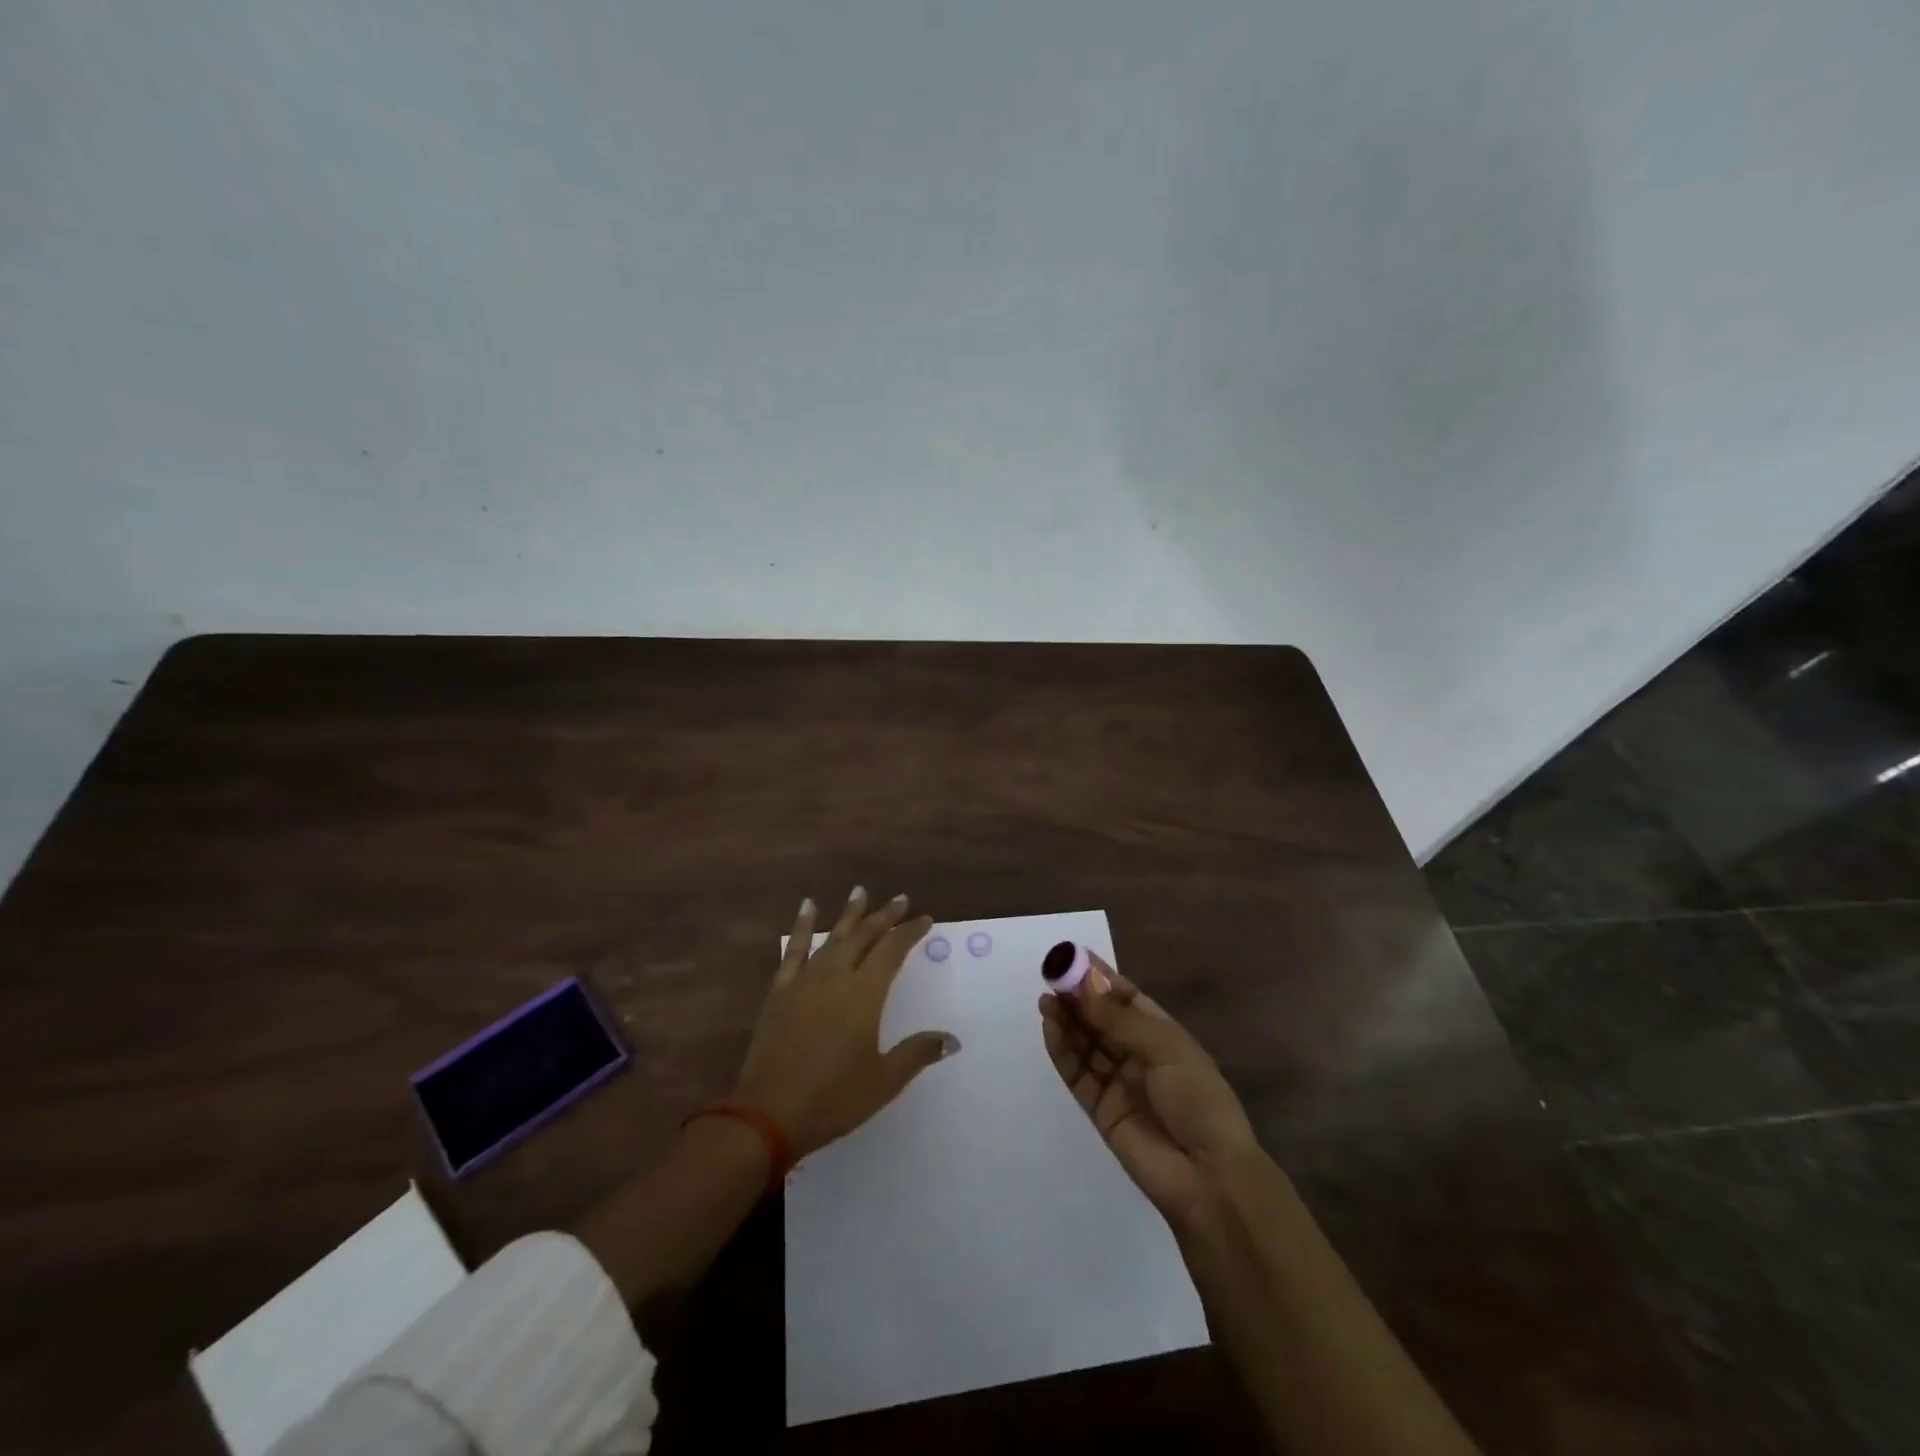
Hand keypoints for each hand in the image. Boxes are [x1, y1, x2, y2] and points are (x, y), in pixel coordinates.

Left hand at [735, 887, 958, 1159]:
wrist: (768, 1114)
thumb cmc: (833, 1098)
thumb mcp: (884, 1081)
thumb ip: (918, 1053)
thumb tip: (952, 1039)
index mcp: (864, 994)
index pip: (892, 951)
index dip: (909, 932)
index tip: (924, 919)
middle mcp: (836, 976)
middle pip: (864, 936)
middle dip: (884, 916)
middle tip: (900, 899)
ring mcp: (805, 981)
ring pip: (833, 937)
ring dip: (849, 914)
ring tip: (860, 891)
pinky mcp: (780, 991)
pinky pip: (794, 950)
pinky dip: (803, 926)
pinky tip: (807, 907)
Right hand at [1039, 954, 1258, 1230]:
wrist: (1208, 1178)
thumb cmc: (1198, 1101)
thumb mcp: (1166, 1049)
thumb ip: (1119, 1018)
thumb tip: (1084, 982)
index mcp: (1163, 1035)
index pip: (1126, 998)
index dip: (1100, 978)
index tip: (1073, 956)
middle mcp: (1139, 1054)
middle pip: (1102, 1019)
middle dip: (1078, 997)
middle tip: (1051, 975)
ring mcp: (1118, 1082)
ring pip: (1086, 1043)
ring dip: (1066, 1020)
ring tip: (1046, 998)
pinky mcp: (1100, 1108)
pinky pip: (1077, 1072)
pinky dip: (1062, 1050)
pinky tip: (1049, 1026)